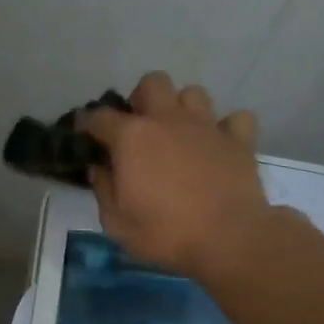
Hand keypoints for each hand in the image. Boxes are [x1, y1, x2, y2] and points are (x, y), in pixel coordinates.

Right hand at [80, 71, 273, 275]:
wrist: (228, 240)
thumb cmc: (165, 234)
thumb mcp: (117, 222)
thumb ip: (104, 190)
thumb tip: (99, 168)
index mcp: (132, 137)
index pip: (99, 116)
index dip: (87, 122)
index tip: (83, 132)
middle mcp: (168, 119)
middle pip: (152, 83)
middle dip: (142, 99)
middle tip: (140, 128)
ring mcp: (207, 126)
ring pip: (193, 93)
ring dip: (183, 108)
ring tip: (180, 133)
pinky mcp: (239, 140)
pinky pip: (235, 118)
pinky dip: (226, 128)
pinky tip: (219, 145)